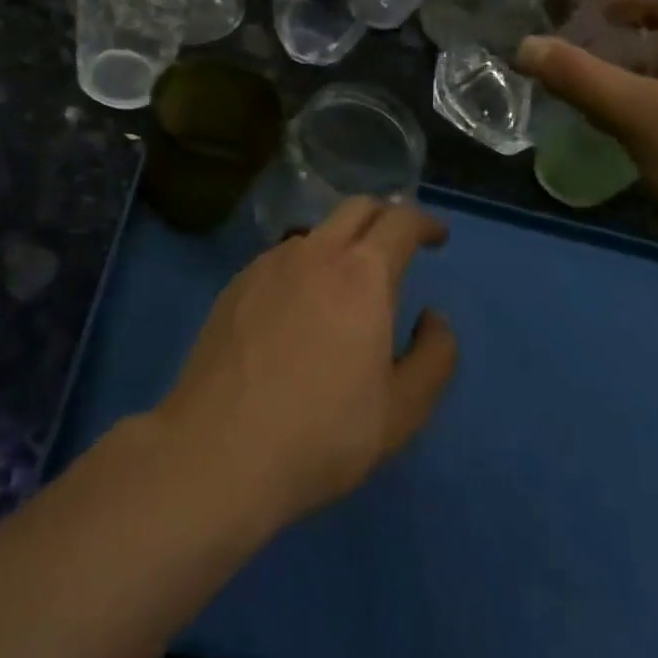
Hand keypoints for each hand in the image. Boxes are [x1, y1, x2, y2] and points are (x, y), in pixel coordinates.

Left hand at [150, 198, 457, 533]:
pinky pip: (281, 259)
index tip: (437, 237)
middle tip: (398, 245)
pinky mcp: (235, 284)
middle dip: (384, 216)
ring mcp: (267, 264)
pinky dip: (304, 268)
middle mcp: (314, 253)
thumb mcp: (402, 411)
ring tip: (346, 286)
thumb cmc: (322, 433)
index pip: (400, 221)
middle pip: (356, 208)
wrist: (219, 449)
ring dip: (341, 244)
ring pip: (315, 234)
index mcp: (361, 274)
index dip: (424, 222)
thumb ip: (434, 356)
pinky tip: (298, 310)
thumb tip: (432, 317)